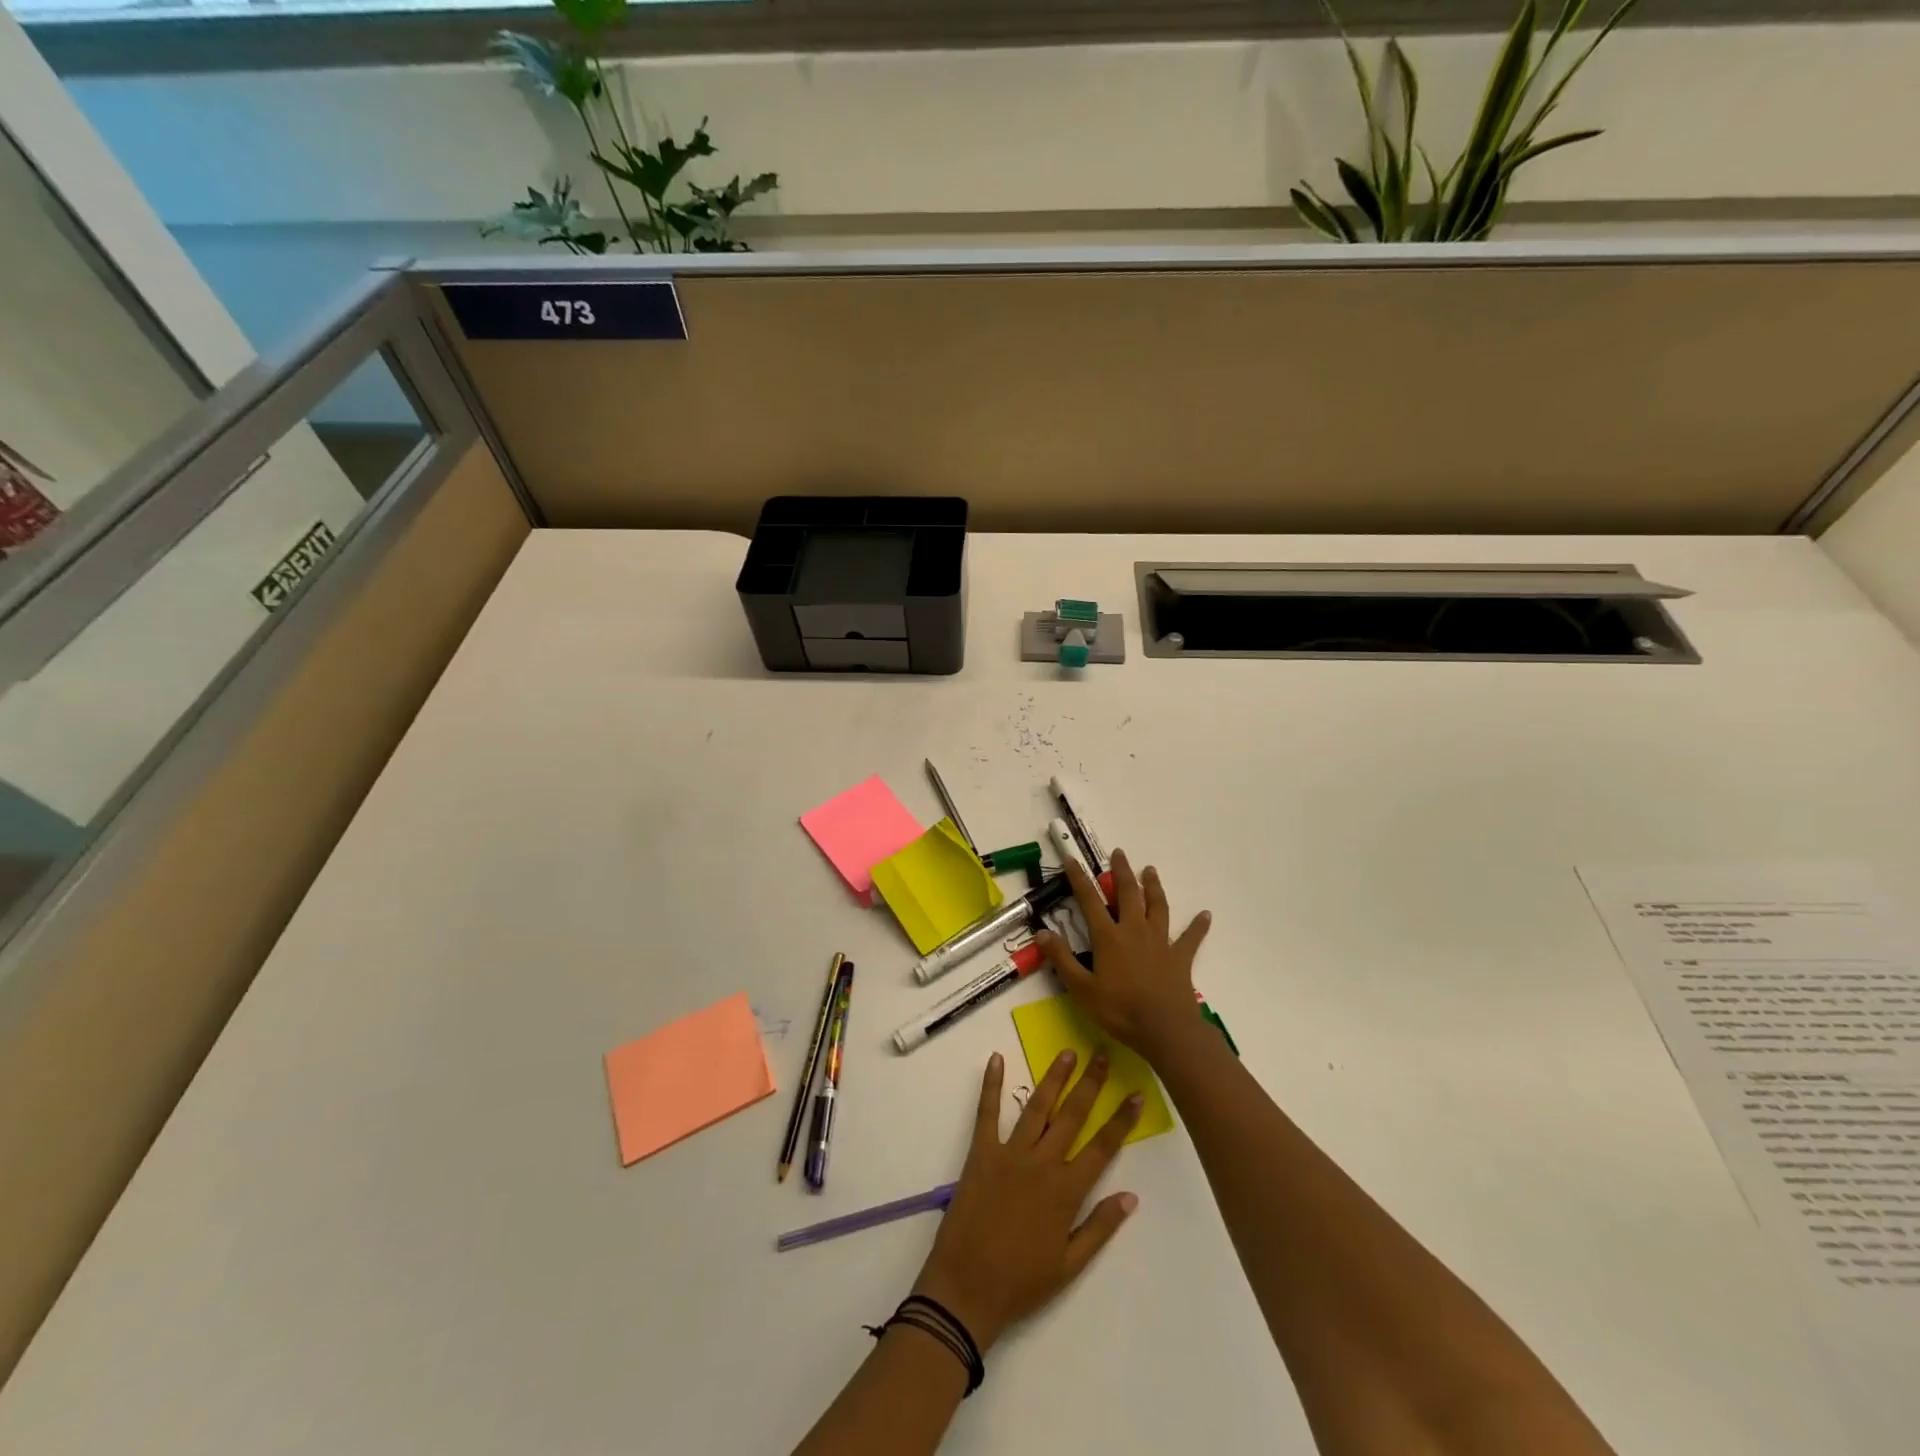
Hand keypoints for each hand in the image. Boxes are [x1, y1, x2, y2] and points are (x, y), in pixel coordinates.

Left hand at [911, 1049, 1141, 1351]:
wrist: (967, 1288)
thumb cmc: (1021, 1282)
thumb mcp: (1069, 1265)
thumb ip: (1100, 1227)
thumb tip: (1131, 1196)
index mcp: (1065, 1191)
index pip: (1101, 1148)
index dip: (1121, 1120)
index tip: (1135, 1094)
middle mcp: (1041, 1164)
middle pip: (1072, 1116)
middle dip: (1090, 1084)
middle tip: (1102, 1053)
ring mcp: (1009, 1154)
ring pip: (1037, 1107)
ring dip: (1053, 1078)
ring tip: (1067, 1053)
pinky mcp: (980, 1152)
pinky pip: (987, 1113)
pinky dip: (991, 1085)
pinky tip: (996, 1059)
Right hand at [1036, 849, 1212, 1063]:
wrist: (1165, 1030)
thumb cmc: (1119, 1010)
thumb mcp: (1081, 989)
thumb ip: (1061, 959)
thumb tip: (1041, 932)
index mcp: (1109, 937)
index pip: (1090, 900)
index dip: (1079, 879)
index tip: (1072, 860)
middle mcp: (1135, 931)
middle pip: (1129, 894)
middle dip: (1122, 872)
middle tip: (1120, 853)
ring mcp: (1160, 942)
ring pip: (1157, 907)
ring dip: (1154, 887)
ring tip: (1151, 870)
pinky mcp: (1180, 958)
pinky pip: (1191, 938)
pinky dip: (1198, 926)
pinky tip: (1206, 915)